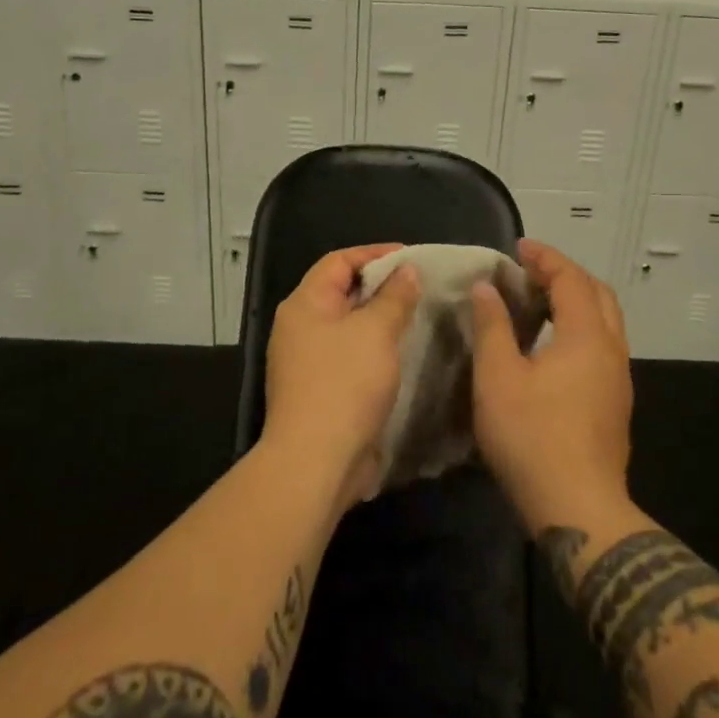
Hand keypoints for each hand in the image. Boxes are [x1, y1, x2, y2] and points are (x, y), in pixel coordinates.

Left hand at [263, 244, 421, 513]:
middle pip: (342, 292)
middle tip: (419, 287)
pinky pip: (349, 356)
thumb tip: (407, 270)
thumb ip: (395, 297)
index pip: (339, 261)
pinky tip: (402, 354)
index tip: (412, 258)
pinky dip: (374, 349)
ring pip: (348, 327)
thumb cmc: (345, 384)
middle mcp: (299, 327)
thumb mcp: (376, 331)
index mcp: (305, 304)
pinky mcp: (319, 391)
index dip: (375, 254)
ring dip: (380, 321)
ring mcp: (306, 362)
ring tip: (417, 317)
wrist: (316, 463)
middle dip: (381, 287)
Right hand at [471, 239, 633, 533]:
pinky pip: (602, 345)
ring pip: (605, 321)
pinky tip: (552, 346)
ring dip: (576, 301)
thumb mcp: (498, 378)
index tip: (518, 248)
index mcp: (586, 336)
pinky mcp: (616, 403)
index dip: (545, 258)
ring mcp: (618, 378)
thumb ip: (492, 327)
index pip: (571, 278)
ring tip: (539, 302)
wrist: (579, 510)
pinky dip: (580, 327)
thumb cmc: (533, 437)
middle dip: (566, 274)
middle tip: (531, 272)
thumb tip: (486, 288)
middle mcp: (611, 349)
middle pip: (597, 293)